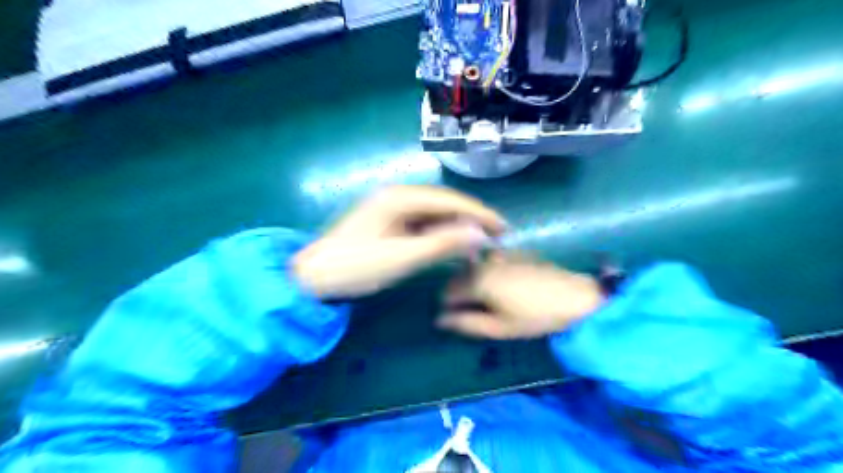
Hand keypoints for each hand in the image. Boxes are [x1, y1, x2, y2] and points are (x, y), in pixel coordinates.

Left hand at [294, 184, 501, 298]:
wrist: (315, 277)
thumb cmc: (356, 267)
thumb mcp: (402, 257)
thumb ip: (442, 244)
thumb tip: (479, 233)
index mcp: (399, 197)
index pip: (449, 200)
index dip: (478, 213)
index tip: (503, 227)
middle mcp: (397, 195)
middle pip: (444, 203)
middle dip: (471, 219)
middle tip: (496, 236)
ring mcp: (392, 208)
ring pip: (434, 214)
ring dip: (457, 227)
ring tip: (480, 242)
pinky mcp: (389, 221)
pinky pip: (422, 223)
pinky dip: (440, 234)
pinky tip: (453, 244)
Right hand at [439, 254, 602, 338]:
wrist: (575, 297)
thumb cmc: (535, 317)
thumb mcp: (498, 327)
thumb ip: (465, 323)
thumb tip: (439, 320)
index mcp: (477, 280)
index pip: (447, 292)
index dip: (448, 307)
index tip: (457, 318)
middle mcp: (484, 262)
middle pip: (458, 277)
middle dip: (460, 293)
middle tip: (474, 311)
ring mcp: (500, 254)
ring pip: (474, 268)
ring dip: (474, 282)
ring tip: (489, 300)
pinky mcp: (514, 252)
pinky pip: (490, 262)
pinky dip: (488, 272)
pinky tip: (505, 286)